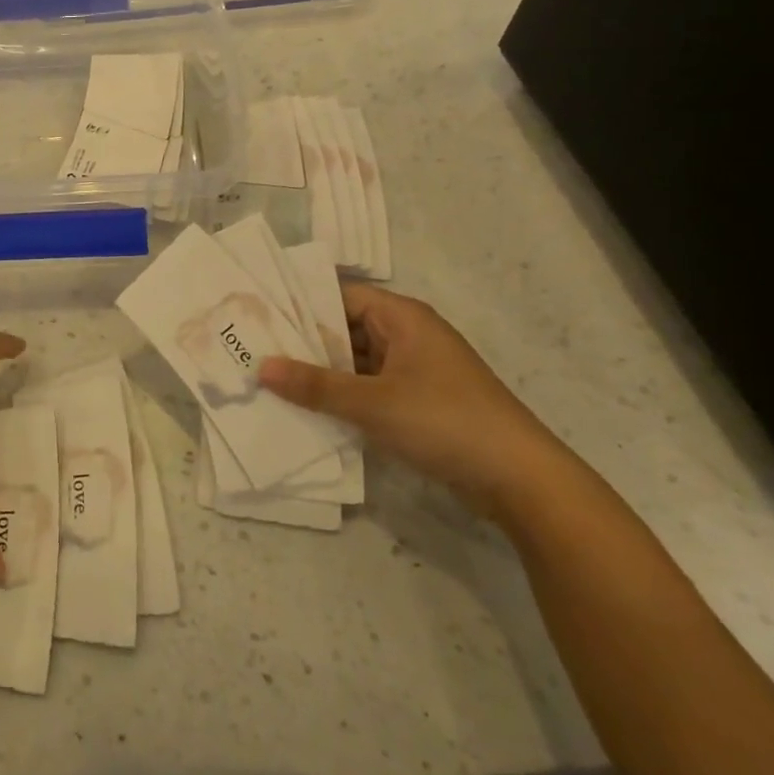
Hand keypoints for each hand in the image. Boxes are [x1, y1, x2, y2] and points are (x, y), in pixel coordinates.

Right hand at [258, 283, 572, 520]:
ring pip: (355, 361)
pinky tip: (307, 410)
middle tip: (252, 350)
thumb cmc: (445, 421)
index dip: (299, 303)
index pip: (339, 295)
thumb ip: (314, 385)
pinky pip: (368, 387)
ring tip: (269, 381)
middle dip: (303, 342)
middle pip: (344, 328)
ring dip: (321, 373)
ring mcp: (414, 369)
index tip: (256, 315)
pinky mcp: (417, 401)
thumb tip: (260, 367)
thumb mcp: (372, 402)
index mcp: (401, 317)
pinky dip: (342, 396)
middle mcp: (407, 335)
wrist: (521, 479)